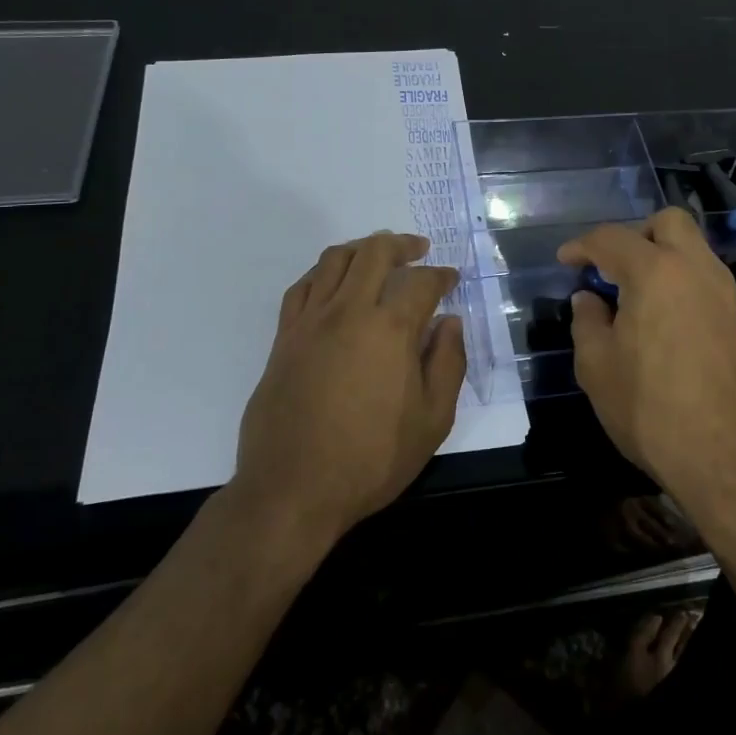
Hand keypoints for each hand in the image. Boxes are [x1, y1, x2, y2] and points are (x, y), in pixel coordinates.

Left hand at [233, 231, 465, 539]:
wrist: (292, 490)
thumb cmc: (371, 458)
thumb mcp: (433, 420)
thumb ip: (448, 363)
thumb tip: (449, 323)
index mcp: (390, 329)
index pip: (421, 282)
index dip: (441, 275)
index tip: (451, 280)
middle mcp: (349, 311)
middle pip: (374, 252)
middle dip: (401, 244)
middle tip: (418, 250)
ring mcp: (311, 321)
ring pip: (335, 260)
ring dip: (362, 248)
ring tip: (377, 256)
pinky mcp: (284, 338)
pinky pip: (303, 286)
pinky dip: (324, 273)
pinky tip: (334, 283)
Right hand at [559, 209, 735, 514]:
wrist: (727, 457)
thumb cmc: (651, 408)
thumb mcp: (597, 367)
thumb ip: (587, 322)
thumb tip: (589, 299)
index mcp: (655, 271)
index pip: (612, 238)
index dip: (582, 246)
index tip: (565, 261)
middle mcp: (694, 268)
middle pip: (668, 222)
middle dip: (634, 234)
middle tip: (610, 267)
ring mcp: (721, 292)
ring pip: (691, 246)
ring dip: (660, 254)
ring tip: (630, 291)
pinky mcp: (735, 318)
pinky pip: (702, 275)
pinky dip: (678, 278)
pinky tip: (657, 314)